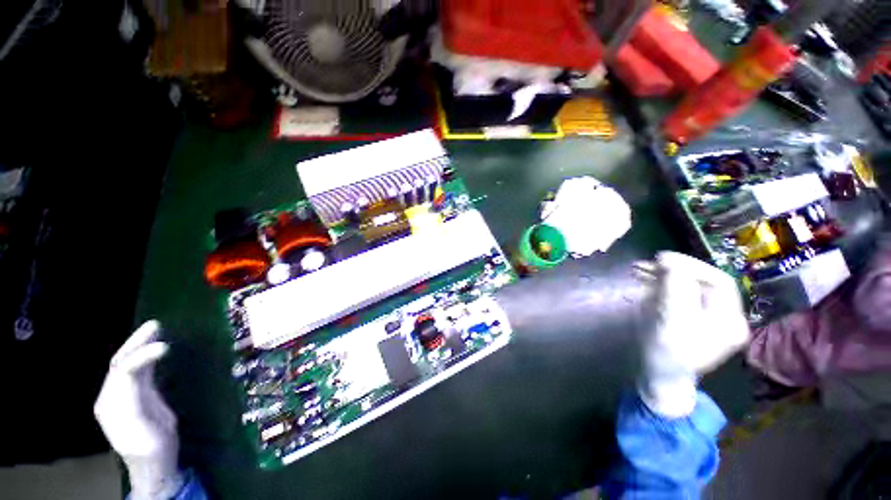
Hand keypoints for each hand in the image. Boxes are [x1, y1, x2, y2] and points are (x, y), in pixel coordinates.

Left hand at [94, 320, 182, 499]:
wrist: (152, 465)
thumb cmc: (151, 448)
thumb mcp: (147, 427)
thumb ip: (137, 399)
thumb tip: (136, 373)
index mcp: (113, 404)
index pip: (123, 371)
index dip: (141, 356)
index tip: (165, 347)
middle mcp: (112, 395)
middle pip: (120, 363)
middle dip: (136, 343)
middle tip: (156, 325)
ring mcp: (122, 396)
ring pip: (127, 364)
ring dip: (140, 345)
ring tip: (156, 329)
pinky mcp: (135, 396)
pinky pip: (137, 371)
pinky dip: (145, 356)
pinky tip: (155, 348)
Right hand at [638, 252, 748, 417]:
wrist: (659, 376)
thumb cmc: (664, 355)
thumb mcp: (669, 324)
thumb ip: (674, 292)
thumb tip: (669, 261)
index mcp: (729, 321)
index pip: (718, 282)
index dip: (691, 266)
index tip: (662, 259)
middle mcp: (726, 316)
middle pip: (704, 282)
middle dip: (675, 270)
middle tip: (648, 263)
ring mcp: (710, 317)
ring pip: (690, 286)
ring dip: (666, 275)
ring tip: (641, 269)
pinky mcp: (693, 317)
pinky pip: (681, 294)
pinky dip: (663, 284)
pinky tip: (646, 280)